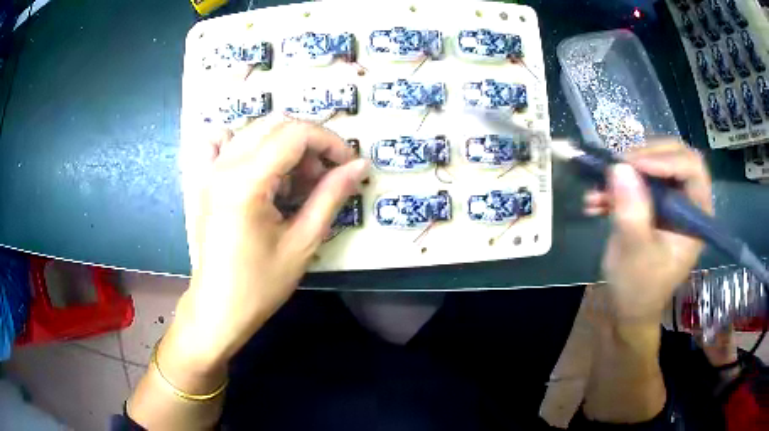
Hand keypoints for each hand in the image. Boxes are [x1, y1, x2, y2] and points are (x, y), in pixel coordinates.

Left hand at [169, 120, 367, 372]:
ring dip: (283, 146)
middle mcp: (224, 165)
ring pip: (255, 131)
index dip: (330, 142)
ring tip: (294, 182)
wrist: (219, 308)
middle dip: (309, 144)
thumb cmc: (260, 284)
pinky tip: (255, 166)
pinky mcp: (204, 180)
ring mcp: (210, 170)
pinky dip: (244, 143)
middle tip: (322, 178)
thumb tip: (360, 165)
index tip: (348, 165)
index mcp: (246, 181)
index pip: (296, 134)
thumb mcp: (303, 242)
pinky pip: (221, 143)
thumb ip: (331, 196)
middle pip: (277, 125)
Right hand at [583, 142, 712, 321]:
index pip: (692, 168)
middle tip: (618, 165)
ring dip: (626, 172)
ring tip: (598, 188)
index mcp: (696, 216)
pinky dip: (617, 186)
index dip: (666, 159)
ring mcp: (670, 202)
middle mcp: (687, 203)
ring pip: (654, 164)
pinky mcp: (653, 205)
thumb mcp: (635, 253)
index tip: (634, 165)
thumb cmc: (639, 289)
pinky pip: (638, 181)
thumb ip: (631, 212)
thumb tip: (619, 167)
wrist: (629, 309)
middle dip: (645, 157)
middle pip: (674, 157)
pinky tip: (595, 201)